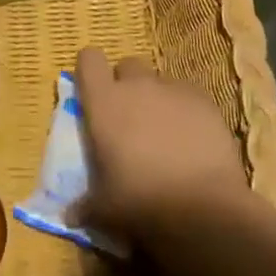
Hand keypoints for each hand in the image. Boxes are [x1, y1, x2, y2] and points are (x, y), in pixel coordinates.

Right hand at [74, 48, 248, 245]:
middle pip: (127, 65)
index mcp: (104, 102)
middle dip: (127, 84)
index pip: (89, 59)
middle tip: (130, 117)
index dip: (90, 70)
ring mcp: (174, 90)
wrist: (204, 210)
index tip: (93, 90)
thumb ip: (85, 204)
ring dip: (158, 98)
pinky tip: (193, 139)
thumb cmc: (140, 203)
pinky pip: (190, 95)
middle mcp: (137, 86)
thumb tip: (69, 216)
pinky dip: (187, 110)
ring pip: (161, 80)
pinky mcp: (206, 102)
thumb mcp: (104, 208)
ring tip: (165, 132)